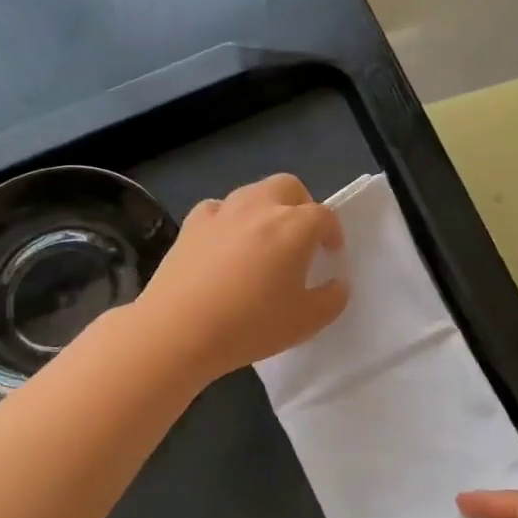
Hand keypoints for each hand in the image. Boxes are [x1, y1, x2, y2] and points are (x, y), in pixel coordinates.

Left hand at [137, 174, 347, 382]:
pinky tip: (226, 244)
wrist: (179, 330)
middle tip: (301, 237)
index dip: (332, 232)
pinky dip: (229, 220)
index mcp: (294, 227)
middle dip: (301, 205)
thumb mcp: (306, 322)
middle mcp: (260, 208)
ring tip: (264, 240)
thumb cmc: (251, 325)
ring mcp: (222, 212)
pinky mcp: (191, 224)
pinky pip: (218, 209)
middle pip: (288, 187)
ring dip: (266, 208)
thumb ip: (332, 300)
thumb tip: (337, 284)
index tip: (331, 253)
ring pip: (252, 192)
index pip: (323, 216)